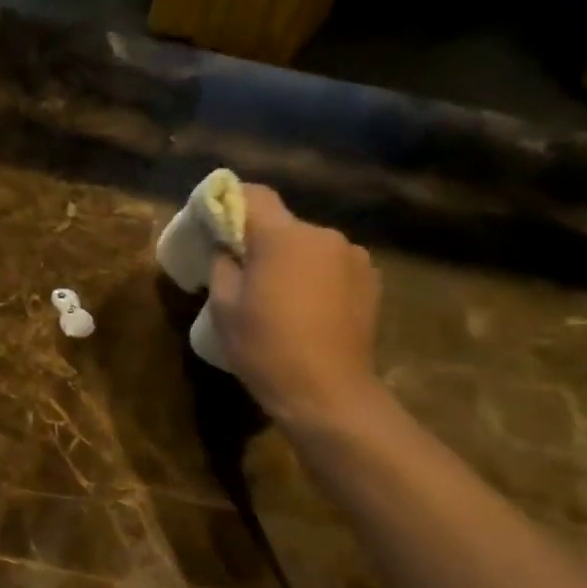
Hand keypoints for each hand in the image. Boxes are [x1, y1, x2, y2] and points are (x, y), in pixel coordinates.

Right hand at [208, 186, 384, 430]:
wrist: (327, 392)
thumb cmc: (266, 348)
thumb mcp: (224, 308)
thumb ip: (222, 266)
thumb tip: (226, 249)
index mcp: (284, 237)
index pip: (254, 195)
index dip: (230, 202)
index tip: (215, 224)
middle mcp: (324, 235)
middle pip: (283, 225)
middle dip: (261, 243)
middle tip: (243, 276)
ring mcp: (353, 258)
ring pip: (309, 248)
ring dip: (291, 263)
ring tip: (278, 299)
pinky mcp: (371, 282)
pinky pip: (331, 267)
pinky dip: (315, 279)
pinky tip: (307, 311)